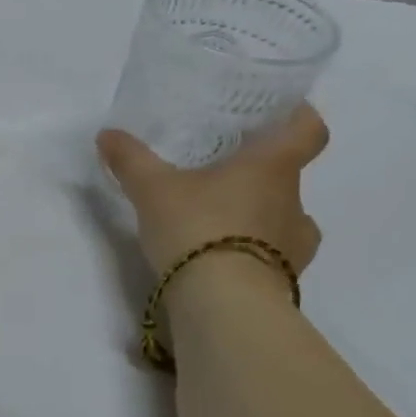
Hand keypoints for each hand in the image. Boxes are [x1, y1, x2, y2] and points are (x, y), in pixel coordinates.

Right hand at [97, 104, 329, 274]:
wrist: (224, 302)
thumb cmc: (197, 228)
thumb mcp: (152, 190)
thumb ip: (131, 160)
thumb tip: (107, 134)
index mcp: (272, 166)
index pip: (308, 129)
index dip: (298, 117)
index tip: (276, 115)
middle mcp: (294, 200)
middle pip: (286, 175)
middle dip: (256, 174)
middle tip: (217, 174)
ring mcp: (295, 243)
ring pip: (281, 218)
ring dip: (256, 216)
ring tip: (216, 223)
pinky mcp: (284, 278)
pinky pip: (273, 256)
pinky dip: (252, 253)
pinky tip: (222, 258)